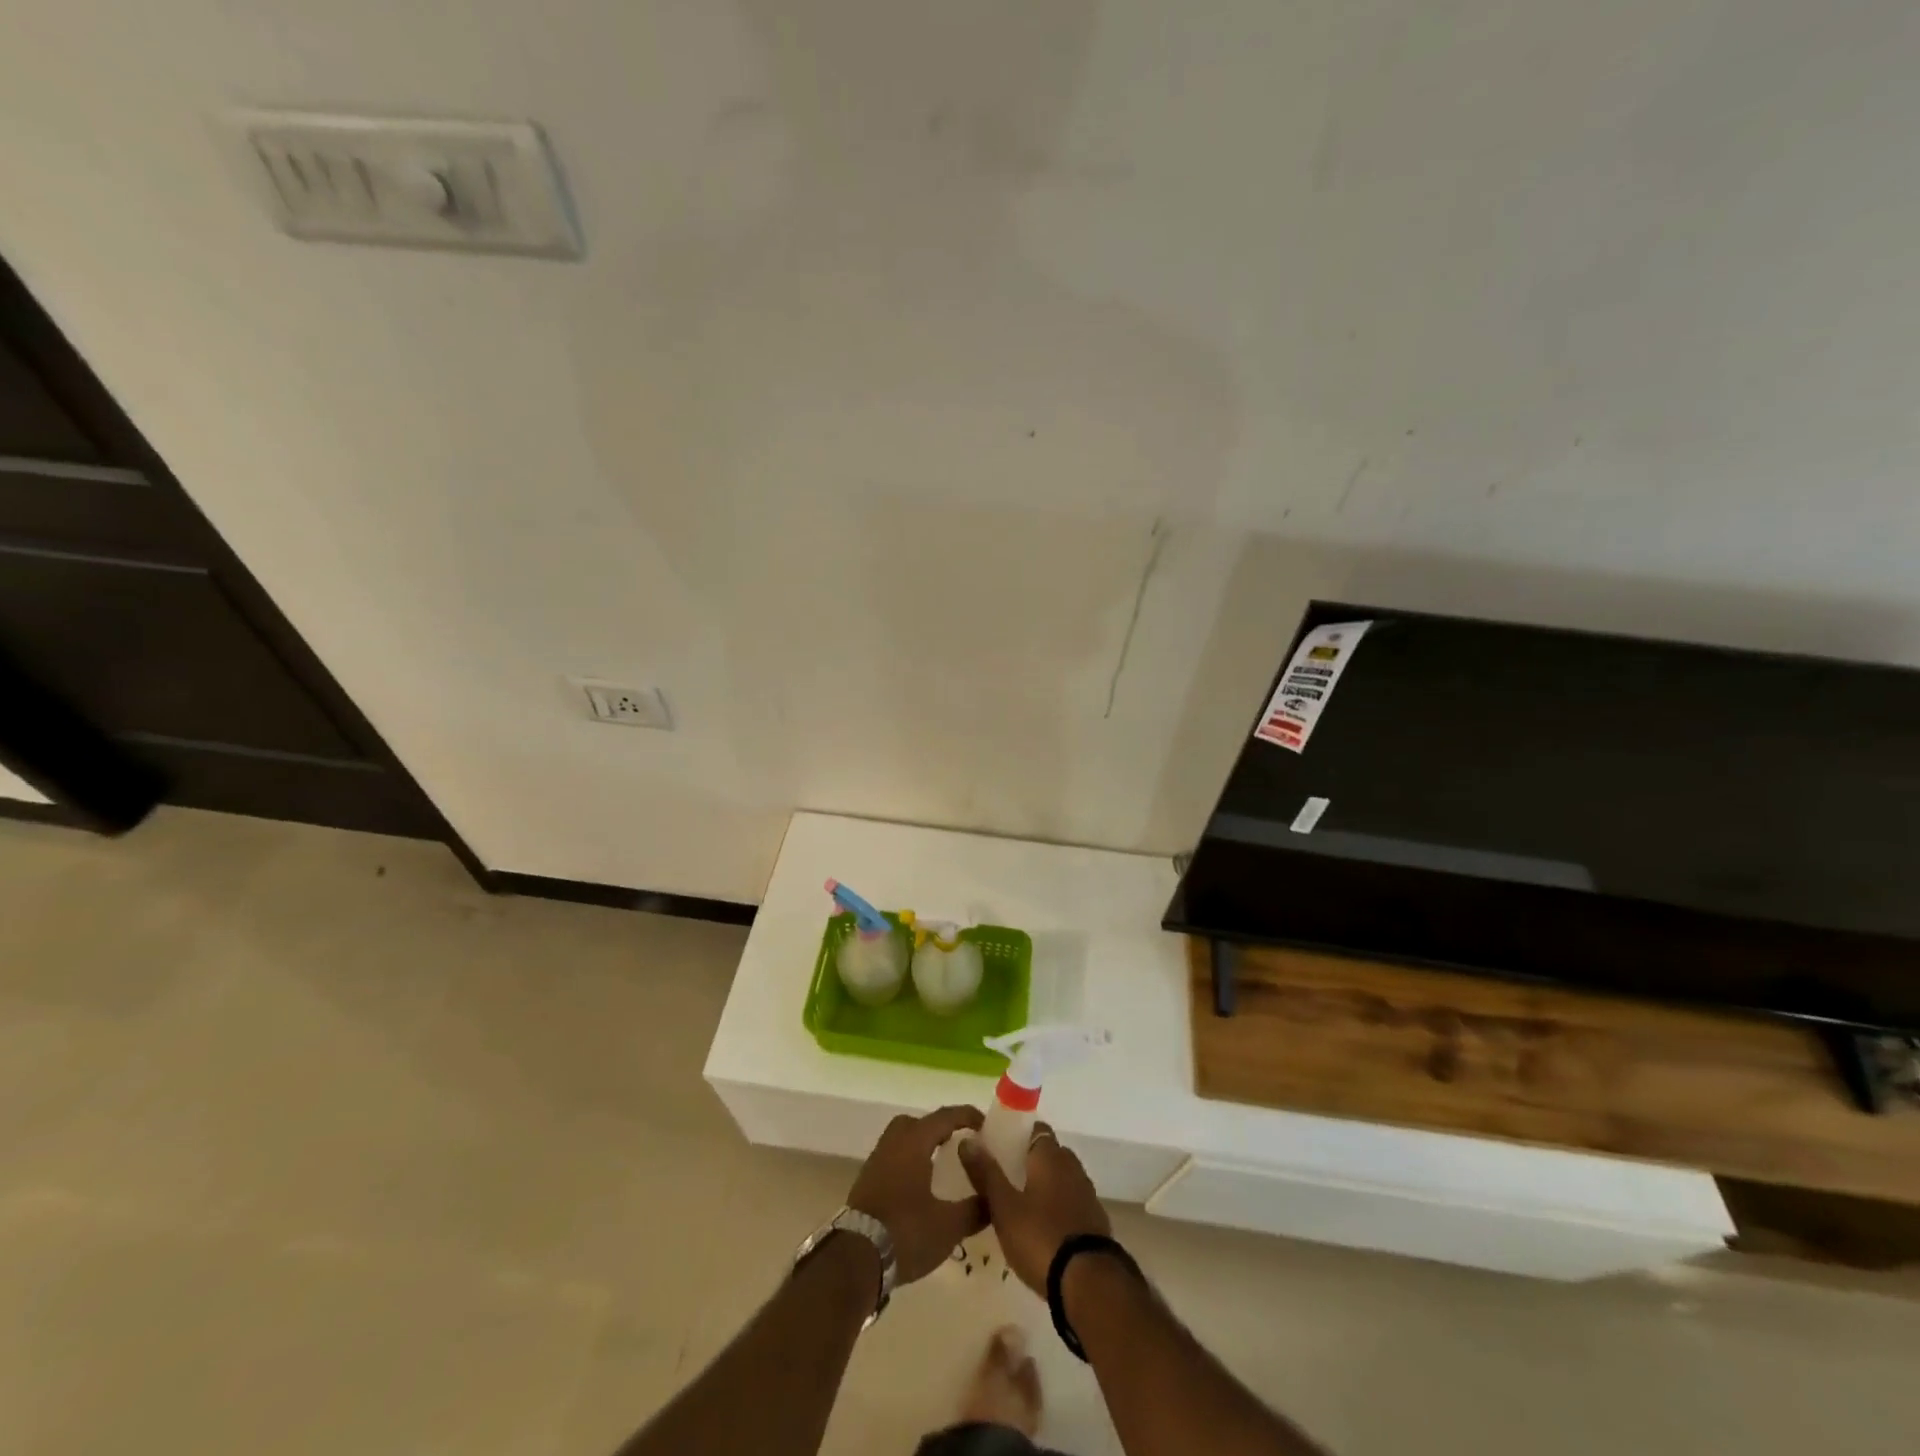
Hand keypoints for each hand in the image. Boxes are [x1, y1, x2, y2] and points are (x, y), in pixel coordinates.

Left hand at [848, 1106, 987, 1282]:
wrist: (855, 1258)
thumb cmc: (905, 1232)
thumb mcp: (948, 1226)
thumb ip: (975, 1210)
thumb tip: (993, 1199)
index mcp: (914, 1142)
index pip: (944, 1117)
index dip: (966, 1116)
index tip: (985, 1124)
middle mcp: (893, 1143)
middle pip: (917, 1123)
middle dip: (938, 1128)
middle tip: (957, 1143)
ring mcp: (876, 1162)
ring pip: (901, 1140)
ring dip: (921, 1146)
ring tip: (940, 1165)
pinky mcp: (866, 1182)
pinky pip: (892, 1158)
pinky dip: (908, 1162)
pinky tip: (919, 1187)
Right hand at [960, 1123, 1110, 1294]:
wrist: (1089, 1283)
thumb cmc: (1040, 1237)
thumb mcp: (1004, 1207)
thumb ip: (986, 1173)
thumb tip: (967, 1140)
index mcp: (1050, 1156)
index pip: (1035, 1129)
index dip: (1018, 1135)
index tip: (999, 1148)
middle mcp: (1072, 1166)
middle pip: (1049, 1153)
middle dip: (1029, 1162)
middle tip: (1005, 1179)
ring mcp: (1087, 1194)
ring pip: (1061, 1179)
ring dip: (1044, 1186)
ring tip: (1020, 1206)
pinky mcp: (1095, 1221)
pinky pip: (1071, 1203)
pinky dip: (1057, 1207)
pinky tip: (1042, 1228)